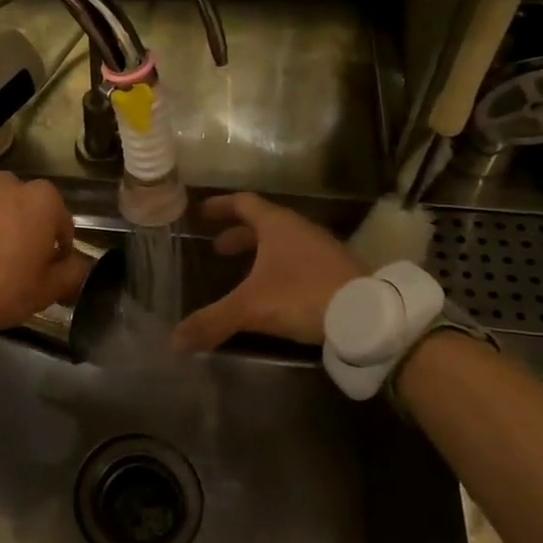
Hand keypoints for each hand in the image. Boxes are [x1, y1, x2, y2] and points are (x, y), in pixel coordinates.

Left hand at [0, 167, 91, 332]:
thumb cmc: (0, 287)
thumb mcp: (45, 292)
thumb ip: (72, 273)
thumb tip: (80, 263)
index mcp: (45, 203)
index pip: (63, 223)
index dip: (59, 248)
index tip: (49, 268)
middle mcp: (15, 184)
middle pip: (29, 205)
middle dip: (28, 225)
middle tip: (16, 257)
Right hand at [172, 193, 364, 352]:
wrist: (368, 315)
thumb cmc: (303, 295)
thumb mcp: (251, 308)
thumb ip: (213, 321)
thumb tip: (174, 340)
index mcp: (277, 225)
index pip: (244, 202)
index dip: (220, 206)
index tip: (201, 213)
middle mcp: (300, 229)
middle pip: (263, 223)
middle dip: (238, 235)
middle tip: (217, 250)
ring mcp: (322, 248)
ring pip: (284, 242)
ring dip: (261, 252)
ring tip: (243, 272)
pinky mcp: (337, 270)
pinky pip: (300, 260)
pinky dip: (280, 267)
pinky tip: (276, 291)